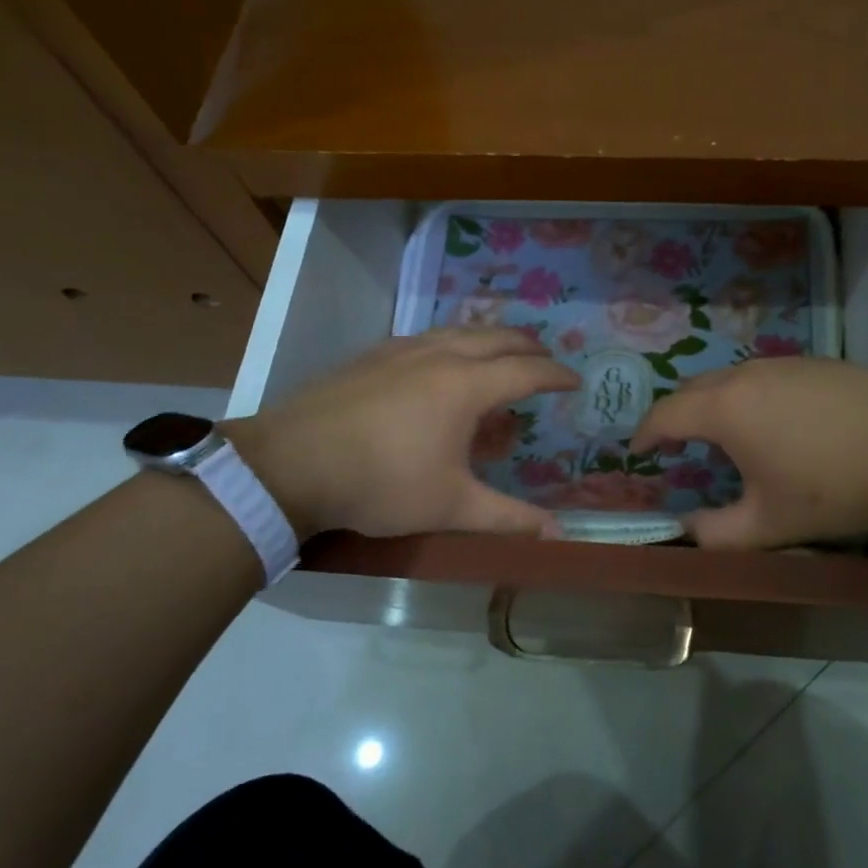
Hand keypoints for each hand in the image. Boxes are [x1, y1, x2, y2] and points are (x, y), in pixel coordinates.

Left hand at [224, 328, 580, 539]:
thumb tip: (559, 536)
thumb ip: (508, 519)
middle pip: (496, 337)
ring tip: (498, 355)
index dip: (556, 375)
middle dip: (527, 345)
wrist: (291, 463)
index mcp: (466, 385)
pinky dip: (451, 342)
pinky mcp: (372, 355)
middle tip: (544, 360)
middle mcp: (439, 355)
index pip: (526, 371)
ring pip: (459, 331)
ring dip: (489, 338)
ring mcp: (401, 350)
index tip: (576, 380)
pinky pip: (427, 337)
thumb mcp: (450, 507)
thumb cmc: (381, 483)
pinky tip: (439, 361)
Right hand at [631, 358, 867, 548]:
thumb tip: (685, 532)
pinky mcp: (814, 363)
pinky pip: (762, 376)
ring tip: (723, 436)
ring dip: (713, 404)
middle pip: (693, 388)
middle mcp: (745, 375)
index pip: (665, 413)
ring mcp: (782, 363)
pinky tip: (775, 423)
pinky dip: (747, 396)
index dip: (644, 433)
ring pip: (729, 379)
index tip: (636, 451)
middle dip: (676, 415)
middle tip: (676, 446)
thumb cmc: (836, 484)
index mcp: (724, 409)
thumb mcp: (771, 524)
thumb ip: (718, 534)